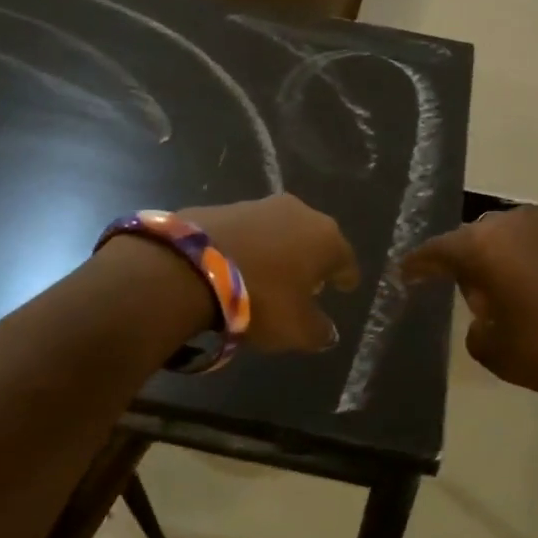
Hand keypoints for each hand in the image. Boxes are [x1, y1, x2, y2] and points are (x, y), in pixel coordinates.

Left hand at [180, 195, 359, 352]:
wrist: (190, 268)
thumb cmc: (261, 299)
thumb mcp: (297, 329)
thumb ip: (319, 332)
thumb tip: (328, 332)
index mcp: (326, 239)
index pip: (345, 260)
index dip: (346, 277)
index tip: (346, 287)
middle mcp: (299, 213)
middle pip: (314, 240)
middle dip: (313, 260)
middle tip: (308, 283)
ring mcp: (259, 205)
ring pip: (280, 231)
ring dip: (280, 250)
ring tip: (271, 274)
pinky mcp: (224, 207)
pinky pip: (248, 232)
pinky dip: (250, 247)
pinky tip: (239, 265)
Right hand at [403, 206, 537, 400]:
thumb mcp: (496, 351)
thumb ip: (476, 325)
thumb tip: (487, 309)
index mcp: (485, 246)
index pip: (437, 250)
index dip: (418, 265)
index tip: (405, 275)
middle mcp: (517, 224)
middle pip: (476, 239)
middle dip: (464, 262)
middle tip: (460, 290)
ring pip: (512, 239)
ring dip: (502, 262)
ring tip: (503, 292)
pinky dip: (533, 264)